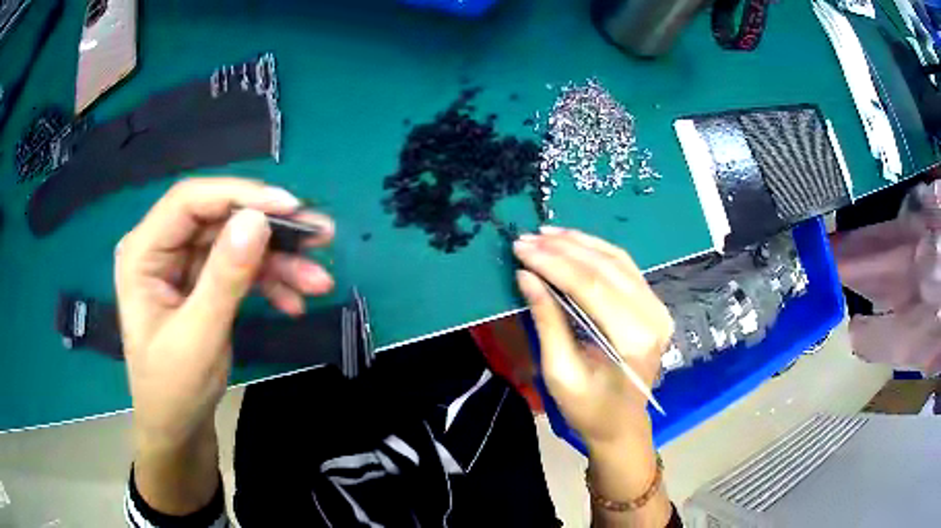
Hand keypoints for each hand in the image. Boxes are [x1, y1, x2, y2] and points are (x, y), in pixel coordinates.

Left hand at [115, 178, 334, 448]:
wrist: (178, 430)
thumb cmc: (173, 390)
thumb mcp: (198, 337)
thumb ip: (224, 278)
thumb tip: (258, 220)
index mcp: (143, 253)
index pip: (189, 201)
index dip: (239, 196)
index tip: (290, 208)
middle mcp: (162, 249)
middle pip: (219, 219)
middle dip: (270, 231)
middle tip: (319, 237)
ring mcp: (184, 266)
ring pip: (236, 243)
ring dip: (278, 262)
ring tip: (318, 281)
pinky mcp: (203, 283)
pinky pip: (240, 269)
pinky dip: (269, 283)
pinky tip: (294, 302)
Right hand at [514, 226, 672, 446]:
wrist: (622, 425)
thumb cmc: (588, 410)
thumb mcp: (560, 373)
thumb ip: (547, 321)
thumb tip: (526, 276)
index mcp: (632, 340)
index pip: (590, 287)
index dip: (553, 263)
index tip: (520, 248)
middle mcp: (652, 317)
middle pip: (605, 268)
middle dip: (562, 249)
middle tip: (527, 238)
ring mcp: (657, 308)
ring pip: (616, 260)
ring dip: (579, 243)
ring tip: (546, 233)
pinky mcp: (654, 305)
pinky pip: (624, 267)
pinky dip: (597, 250)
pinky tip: (573, 242)